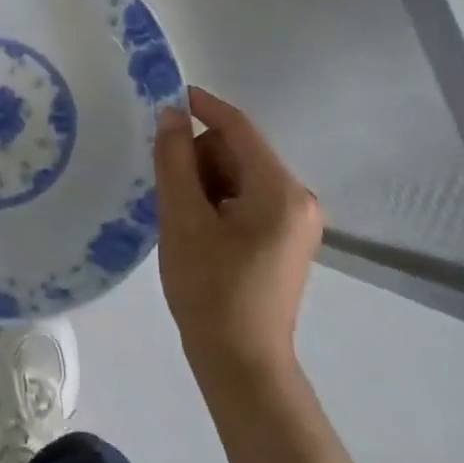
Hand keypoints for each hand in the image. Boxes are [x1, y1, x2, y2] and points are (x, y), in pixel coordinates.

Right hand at [154, 86, 322, 400]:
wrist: (242, 366)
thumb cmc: (211, 291)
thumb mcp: (183, 220)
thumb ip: (174, 160)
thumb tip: (170, 113)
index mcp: (280, 190)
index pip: (238, 127)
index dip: (201, 106)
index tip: (165, 96)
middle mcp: (298, 198)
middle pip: (238, 151)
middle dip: (199, 159)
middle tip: (170, 193)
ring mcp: (296, 220)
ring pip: (239, 174)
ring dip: (206, 183)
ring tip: (183, 219)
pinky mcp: (286, 239)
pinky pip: (247, 198)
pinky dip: (218, 201)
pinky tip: (198, 230)